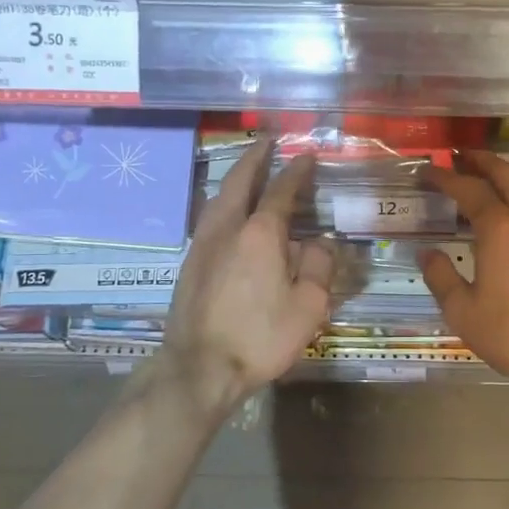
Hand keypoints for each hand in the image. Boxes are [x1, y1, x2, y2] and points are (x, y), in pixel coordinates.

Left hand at [164, 138, 334, 410]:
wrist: (199, 367)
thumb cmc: (260, 337)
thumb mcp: (308, 307)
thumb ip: (317, 267)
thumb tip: (319, 243)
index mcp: (261, 233)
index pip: (281, 191)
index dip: (296, 171)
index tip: (306, 155)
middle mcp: (228, 228)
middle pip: (239, 181)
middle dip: (255, 158)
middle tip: (267, 141)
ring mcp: (203, 244)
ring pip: (218, 197)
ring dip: (235, 177)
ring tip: (247, 168)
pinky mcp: (189, 263)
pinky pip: (209, 216)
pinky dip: (223, 200)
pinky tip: (227, 210)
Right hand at [420, 152, 508, 387]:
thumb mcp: (464, 312)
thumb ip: (441, 277)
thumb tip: (427, 252)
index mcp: (499, 229)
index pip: (469, 190)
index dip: (446, 177)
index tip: (429, 171)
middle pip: (507, 175)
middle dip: (483, 161)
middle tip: (463, 156)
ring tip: (501, 171)